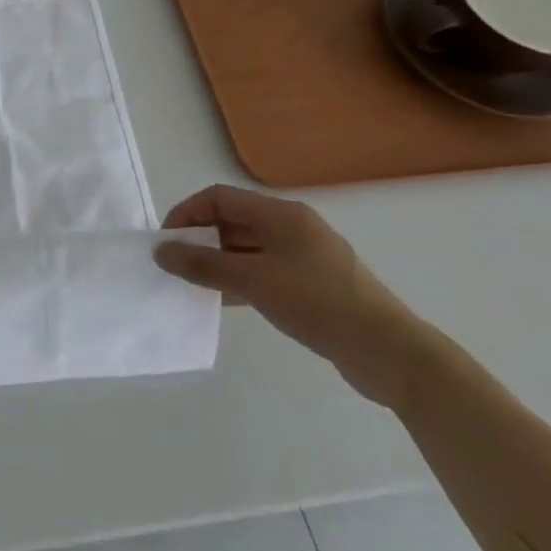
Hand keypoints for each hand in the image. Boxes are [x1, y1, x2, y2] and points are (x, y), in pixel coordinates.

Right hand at [156, 185, 429, 407]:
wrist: (390, 353)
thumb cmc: (318, 303)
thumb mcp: (252, 281)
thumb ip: (203, 264)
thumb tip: (161, 251)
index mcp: (281, 215)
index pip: (219, 198)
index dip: (187, 213)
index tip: (167, 242)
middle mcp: (292, 227)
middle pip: (233, 221)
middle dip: (200, 239)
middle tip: (177, 265)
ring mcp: (305, 257)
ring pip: (247, 248)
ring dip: (218, 262)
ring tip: (194, 286)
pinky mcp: (313, 285)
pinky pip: (263, 271)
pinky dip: (239, 280)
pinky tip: (225, 302)